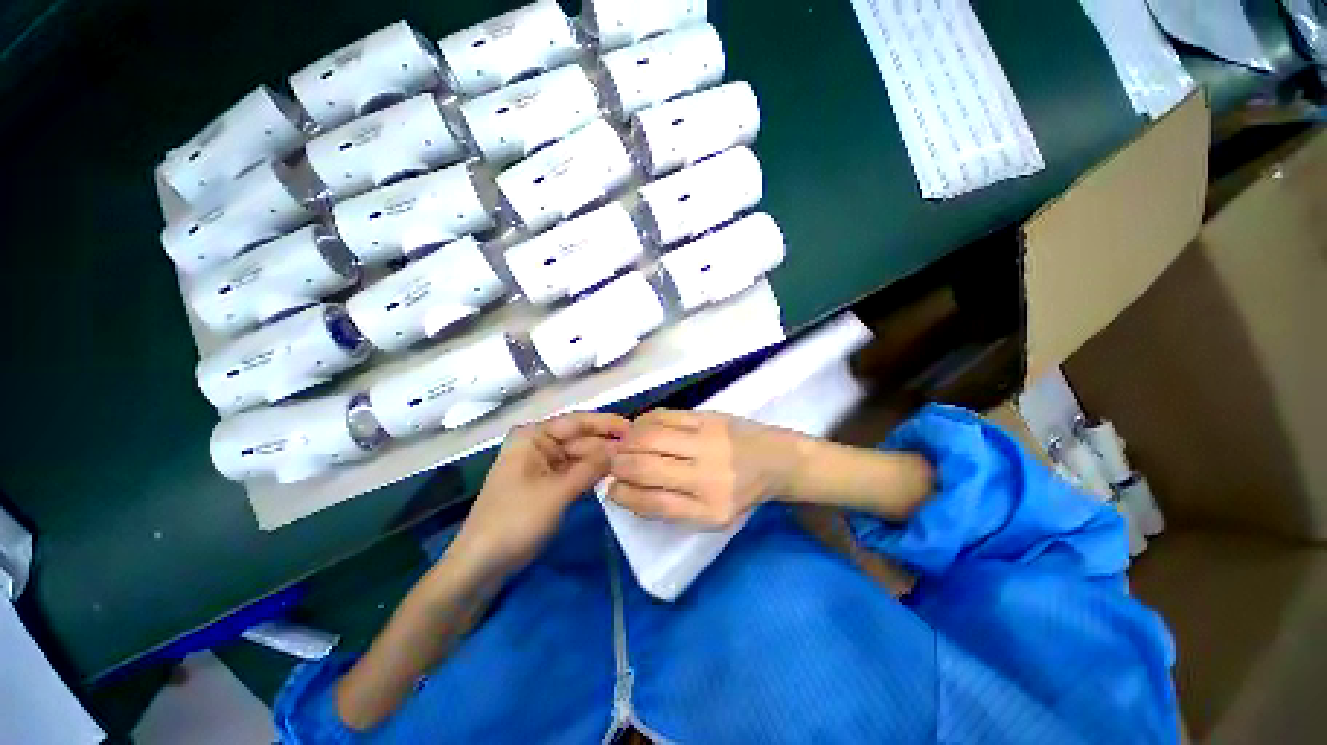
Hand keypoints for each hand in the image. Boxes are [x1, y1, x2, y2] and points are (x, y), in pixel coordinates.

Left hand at [453, 412, 629, 575]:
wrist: (482, 564)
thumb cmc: (514, 521)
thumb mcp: (557, 493)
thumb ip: (590, 468)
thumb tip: (620, 450)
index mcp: (533, 436)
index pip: (577, 422)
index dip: (607, 423)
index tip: (635, 428)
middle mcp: (538, 444)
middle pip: (580, 439)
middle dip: (607, 444)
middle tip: (639, 451)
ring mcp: (542, 465)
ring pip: (580, 456)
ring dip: (602, 460)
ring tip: (632, 462)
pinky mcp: (547, 483)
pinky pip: (575, 471)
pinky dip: (592, 473)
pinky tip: (613, 474)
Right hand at [607, 409, 807, 527]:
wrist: (777, 459)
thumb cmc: (742, 491)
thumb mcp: (712, 515)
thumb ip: (672, 506)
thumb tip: (627, 489)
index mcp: (709, 510)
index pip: (652, 503)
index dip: (623, 495)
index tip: (612, 489)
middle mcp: (708, 477)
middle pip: (645, 467)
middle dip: (618, 465)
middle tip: (613, 463)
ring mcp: (708, 442)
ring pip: (650, 437)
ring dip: (626, 441)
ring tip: (623, 444)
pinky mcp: (708, 417)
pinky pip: (664, 416)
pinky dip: (644, 422)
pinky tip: (640, 428)